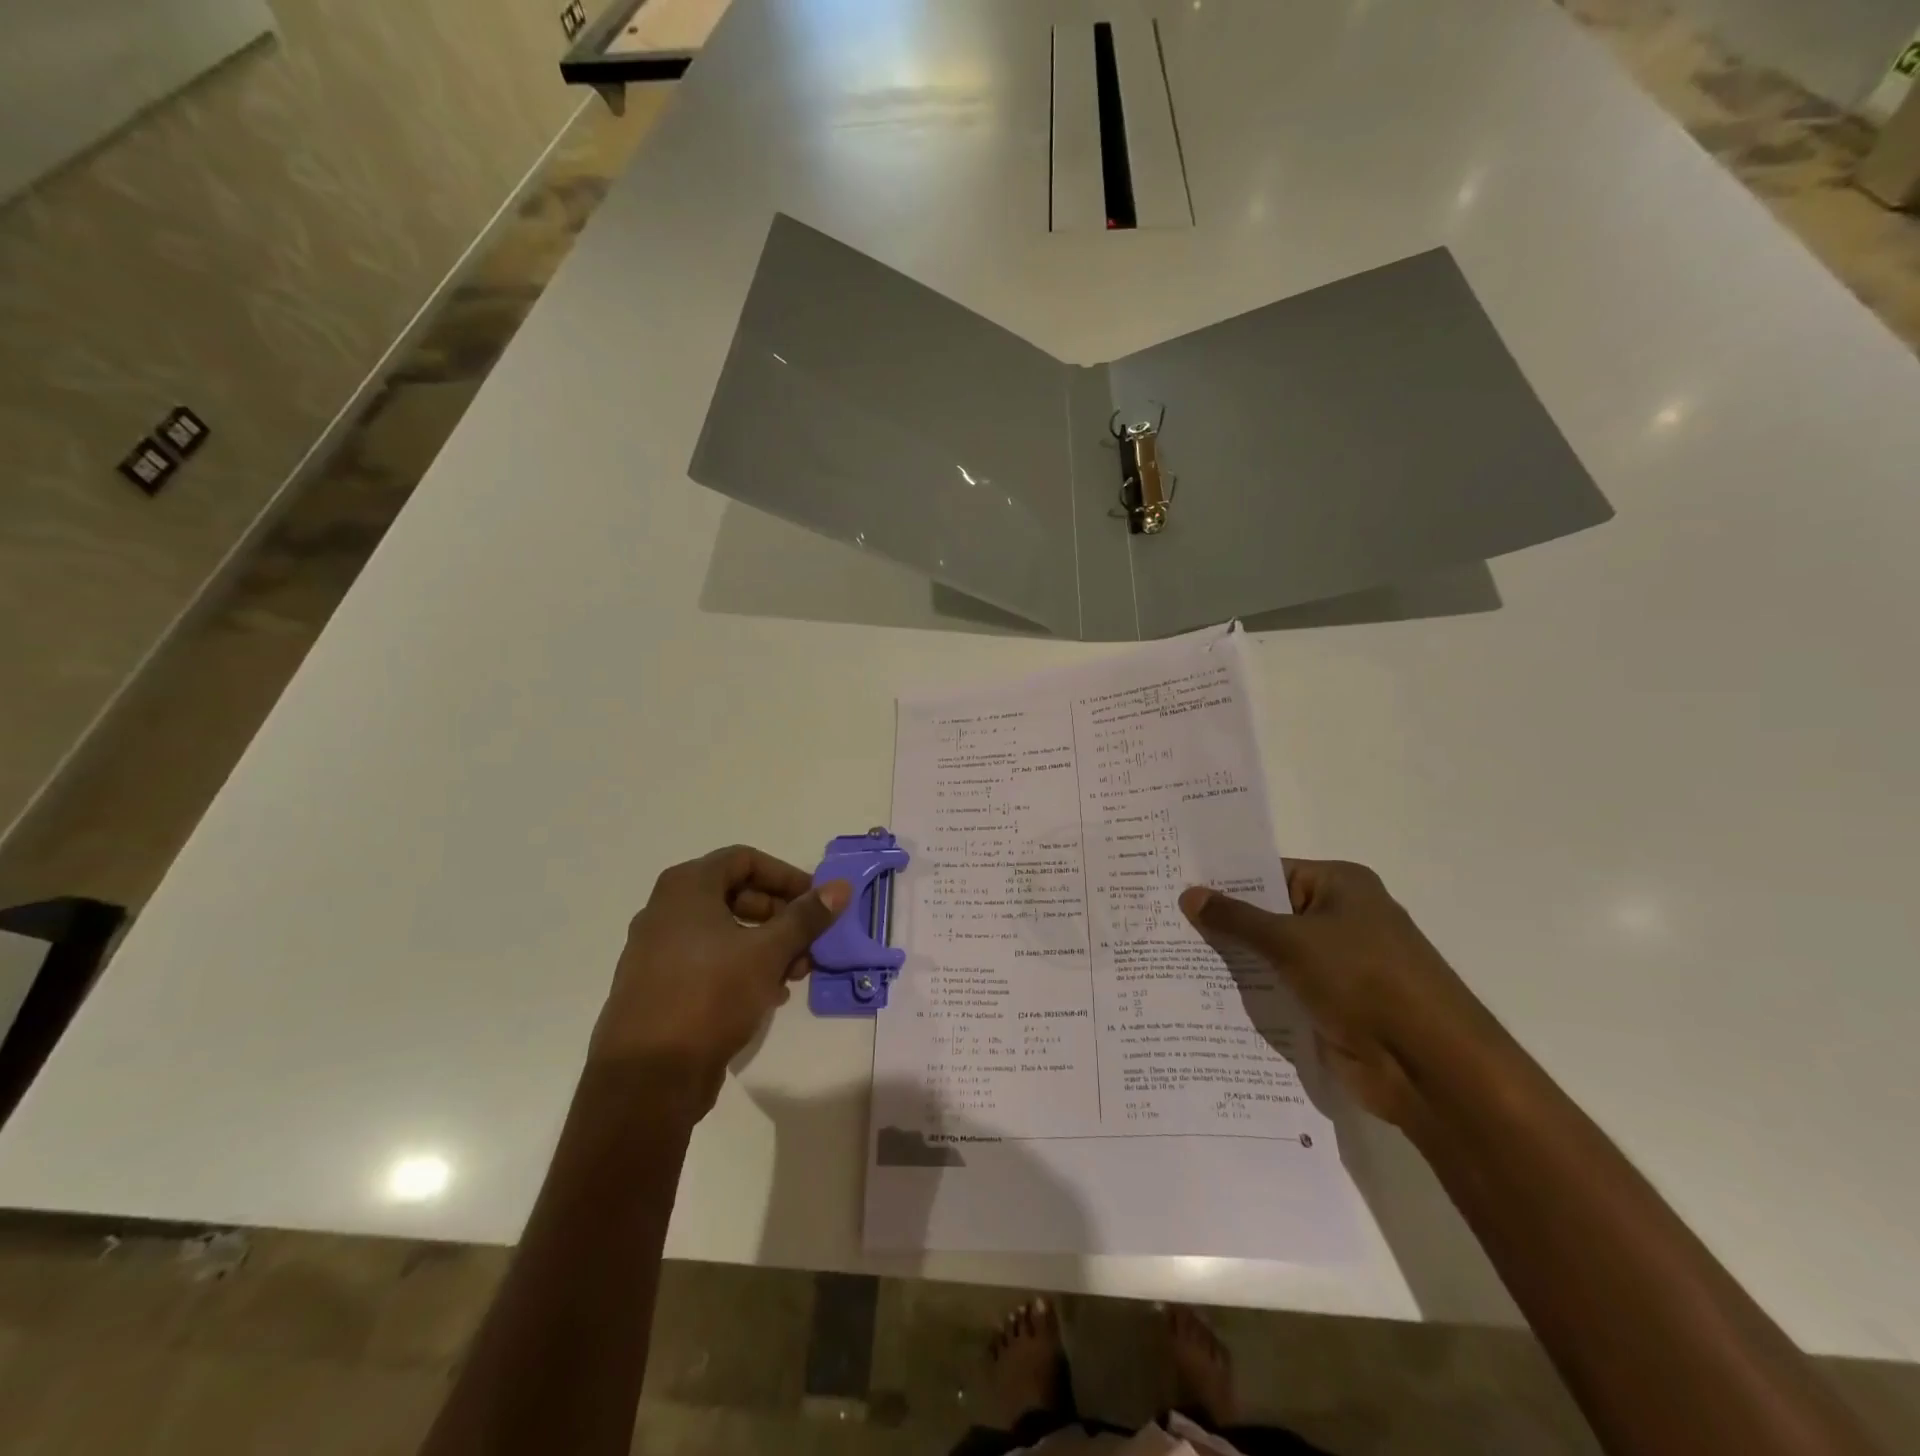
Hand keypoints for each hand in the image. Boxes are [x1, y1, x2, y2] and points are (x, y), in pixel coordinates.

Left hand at [593, 845, 850, 1111]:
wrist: (646, 1077)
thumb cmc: (710, 995)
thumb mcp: (768, 952)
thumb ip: (806, 917)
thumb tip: (840, 886)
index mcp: (686, 887)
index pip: (745, 860)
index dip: (786, 876)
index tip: (816, 902)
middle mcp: (666, 910)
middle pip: (736, 895)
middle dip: (781, 916)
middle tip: (811, 942)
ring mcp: (658, 949)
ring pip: (725, 931)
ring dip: (767, 945)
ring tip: (797, 973)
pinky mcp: (659, 986)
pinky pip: (708, 961)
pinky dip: (742, 967)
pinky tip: (770, 994)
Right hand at [1180, 860, 1504, 1127]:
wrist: (1429, 1067)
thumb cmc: (1363, 980)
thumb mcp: (1290, 941)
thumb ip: (1236, 918)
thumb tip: (1188, 894)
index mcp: (1340, 886)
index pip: (1270, 873)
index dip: (1225, 880)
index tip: (1176, 885)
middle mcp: (1341, 919)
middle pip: (1270, 914)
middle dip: (1224, 922)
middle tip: (1164, 920)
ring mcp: (1338, 965)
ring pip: (1273, 955)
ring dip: (1235, 960)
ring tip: (1171, 955)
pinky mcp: (1332, 1005)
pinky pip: (1282, 989)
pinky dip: (1252, 992)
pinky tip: (1204, 994)